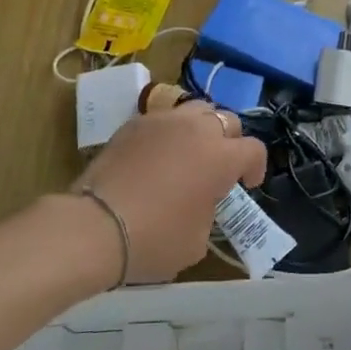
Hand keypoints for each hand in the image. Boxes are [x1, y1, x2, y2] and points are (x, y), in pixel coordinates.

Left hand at [72, 102, 267, 283]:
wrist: (95, 226)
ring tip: (190, 151)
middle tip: (219, 166)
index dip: (255, 167)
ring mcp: (163, 121)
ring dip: (201, 127)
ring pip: (196, 109)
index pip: (254, 149)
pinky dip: (169, 132)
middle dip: (230, 142)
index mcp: (221, 157)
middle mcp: (197, 129)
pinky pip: (163, 118)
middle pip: (227, 120)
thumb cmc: (155, 240)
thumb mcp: (198, 240)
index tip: (246, 185)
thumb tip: (202, 201)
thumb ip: (210, 211)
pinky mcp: (134, 123)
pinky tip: (158, 154)